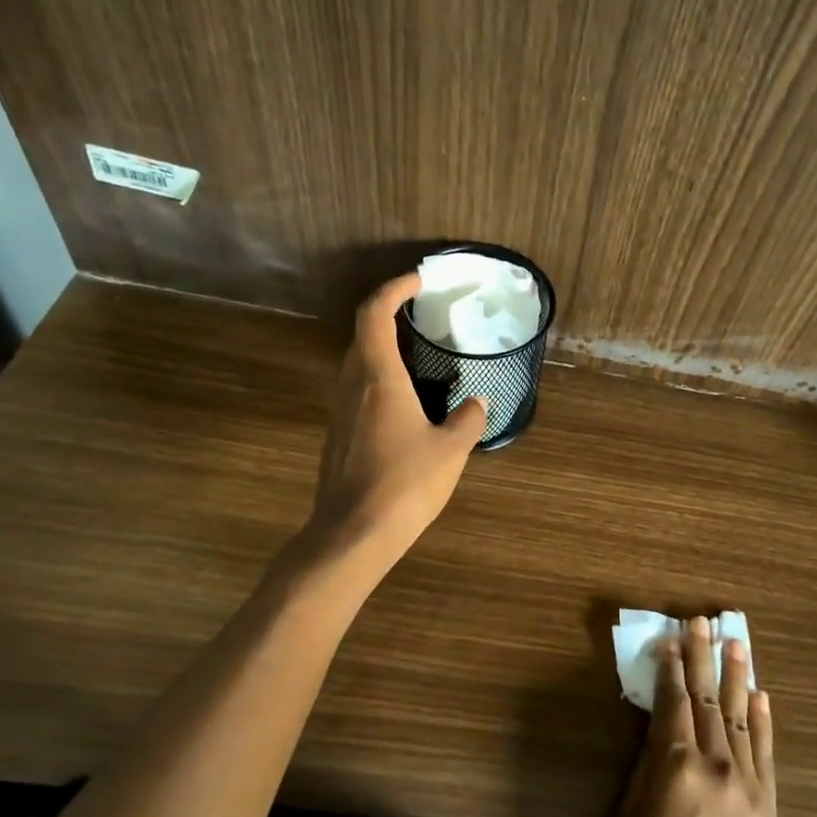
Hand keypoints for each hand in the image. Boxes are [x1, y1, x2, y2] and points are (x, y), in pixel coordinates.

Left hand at [311, 272, 485, 554]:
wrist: (352, 535)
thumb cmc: (404, 484)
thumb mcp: (450, 450)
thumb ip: (468, 419)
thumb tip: (477, 401)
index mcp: (379, 379)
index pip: (374, 314)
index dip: (393, 289)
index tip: (418, 281)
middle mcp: (353, 386)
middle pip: (363, 335)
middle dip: (390, 317)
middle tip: (424, 318)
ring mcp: (340, 412)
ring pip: (358, 364)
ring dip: (384, 350)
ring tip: (421, 358)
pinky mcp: (339, 436)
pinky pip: (358, 391)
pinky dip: (380, 380)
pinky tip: (407, 405)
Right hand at [614, 616, 777, 816]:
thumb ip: (644, 770)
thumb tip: (655, 730)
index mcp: (675, 769)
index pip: (672, 703)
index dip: (670, 668)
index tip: (670, 637)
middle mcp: (715, 766)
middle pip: (708, 700)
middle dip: (701, 658)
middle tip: (702, 621)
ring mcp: (747, 784)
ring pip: (742, 716)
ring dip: (737, 676)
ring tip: (736, 641)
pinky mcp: (768, 807)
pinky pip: (766, 752)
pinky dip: (764, 720)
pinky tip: (762, 695)